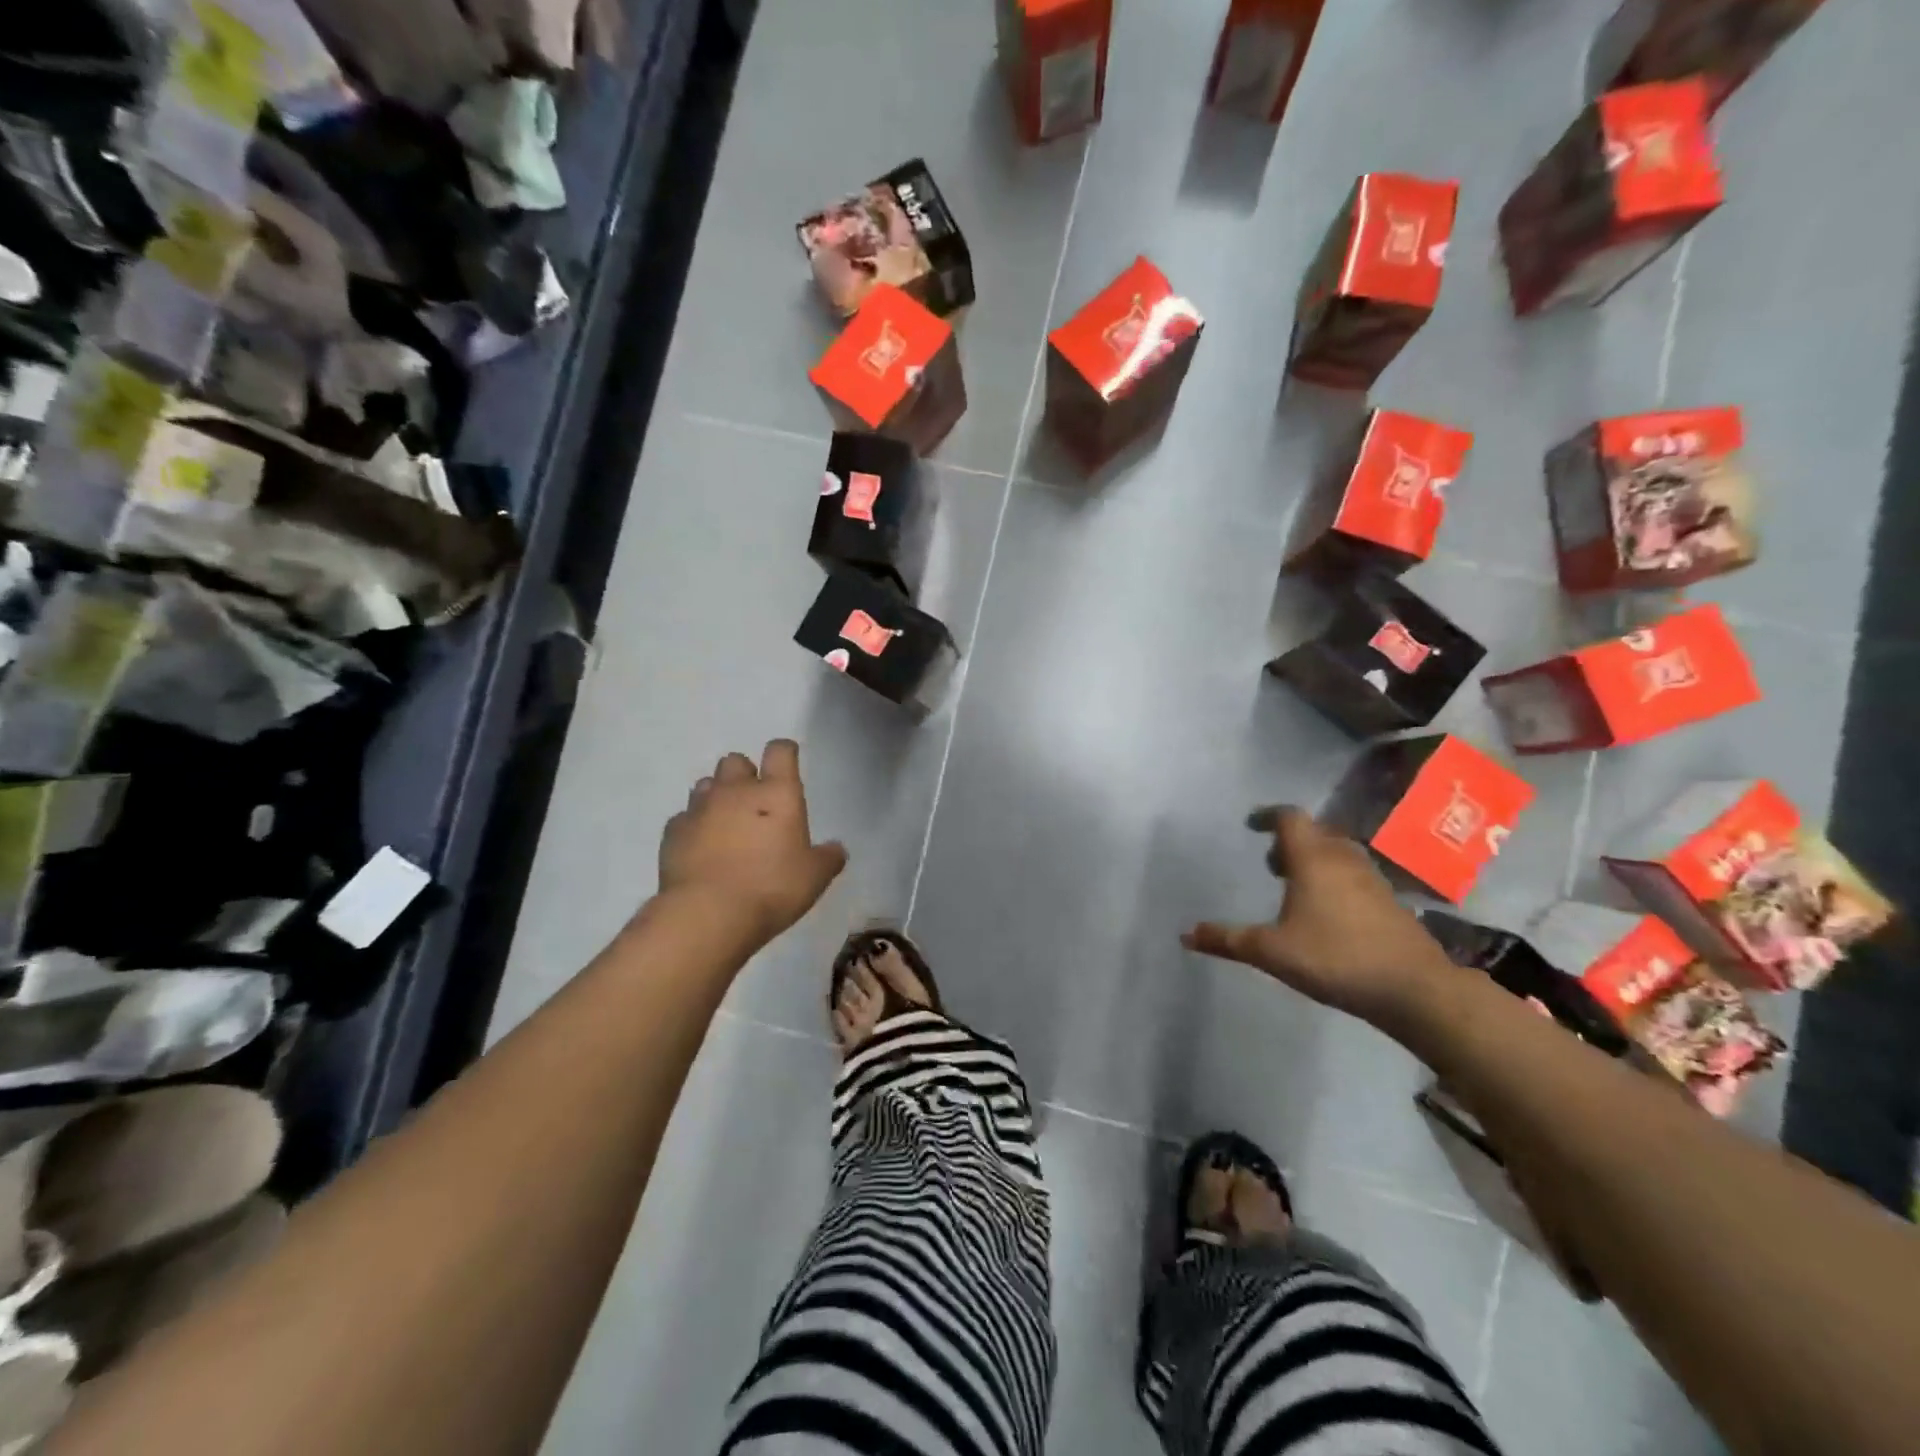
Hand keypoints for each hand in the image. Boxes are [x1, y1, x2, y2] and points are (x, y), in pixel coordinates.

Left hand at [659, 740, 847, 944]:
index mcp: (777, 793)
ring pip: (707, 784)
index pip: (780, 751)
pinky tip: (700, 848)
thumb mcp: (814, 878)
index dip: (785, 752)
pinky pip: (684, 817)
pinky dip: (693, 826)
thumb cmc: (771, 888)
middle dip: (745, 774)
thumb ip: (828, 858)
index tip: (788, 762)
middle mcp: (736, 790)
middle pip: (736, 761)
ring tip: (726, 823)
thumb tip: (836, 849)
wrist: (707, 913)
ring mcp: (700, 808)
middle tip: (755, 803)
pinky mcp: (673, 831)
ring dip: (717, 796)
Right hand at [1183, 806, 1451, 1029]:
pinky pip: (1354, 874)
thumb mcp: (1271, 951)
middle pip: (1315, 832)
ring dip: (1314, 859)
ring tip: (1296, 886)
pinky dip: (1335, 878)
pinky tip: (1327, 911)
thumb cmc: (1335, 958)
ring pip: (1338, 853)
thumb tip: (1185, 934)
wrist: (1414, 988)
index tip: (1251, 824)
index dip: (1268, 815)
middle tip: (1271, 863)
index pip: (1289, 818)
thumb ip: (1227, 940)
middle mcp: (1343, 858)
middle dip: (1290, 841)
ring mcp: (1372, 878)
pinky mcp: (1389, 901)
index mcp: (1312, 859)